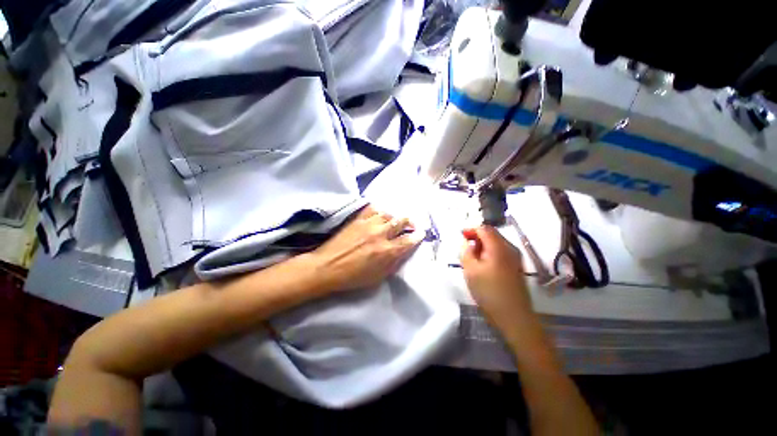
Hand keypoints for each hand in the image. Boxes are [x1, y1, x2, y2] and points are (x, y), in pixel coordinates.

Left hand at [307, 205, 424, 292]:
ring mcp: (369, 224)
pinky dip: (379, 211)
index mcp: (387, 251)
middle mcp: (381, 234)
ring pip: (388, 214)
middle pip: (401, 221)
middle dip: (410, 223)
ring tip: (395, 221)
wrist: (327, 267)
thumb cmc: (353, 277)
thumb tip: (403, 252)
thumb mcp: (378, 277)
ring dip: (395, 218)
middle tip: (411, 225)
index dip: (417, 236)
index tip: (421, 233)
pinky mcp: (358, 219)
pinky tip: (380, 215)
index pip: (409, 240)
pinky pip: (373, 209)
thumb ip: (393, 263)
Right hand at [460, 226, 533, 329]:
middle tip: (465, 247)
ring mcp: (516, 258)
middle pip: (492, 234)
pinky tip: (483, 265)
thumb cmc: (489, 291)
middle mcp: (510, 248)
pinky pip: (501, 252)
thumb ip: (466, 252)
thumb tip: (468, 243)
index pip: (484, 229)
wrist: (514, 316)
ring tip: (472, 257)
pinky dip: (490, 253)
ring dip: (483, 246)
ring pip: (496, 244)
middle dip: (477, 237)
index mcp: (498, 247)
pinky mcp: (516, 267)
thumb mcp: (470, 270)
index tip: (461, 236)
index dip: (471, 229)